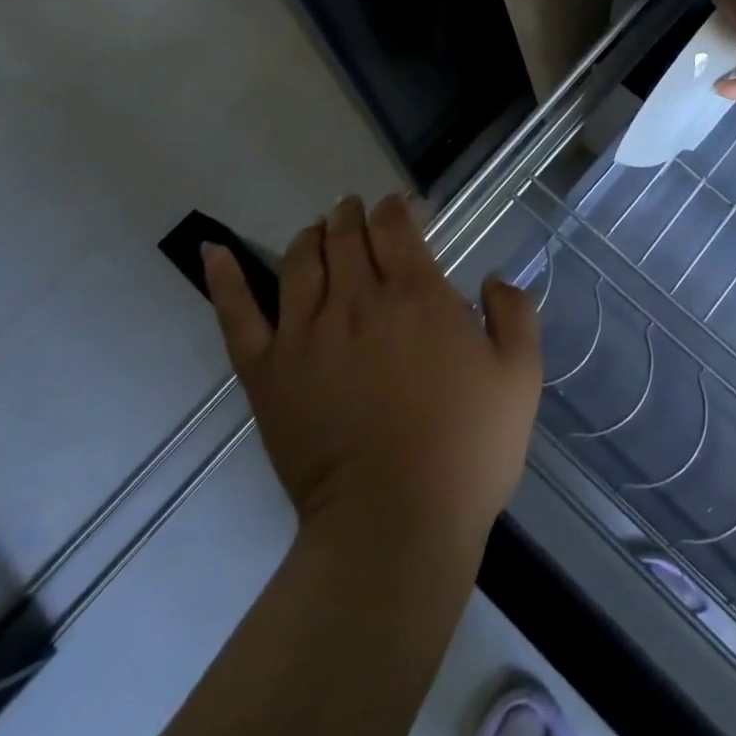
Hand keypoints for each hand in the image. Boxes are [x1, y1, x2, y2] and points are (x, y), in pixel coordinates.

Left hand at [203, 195, 541, 555]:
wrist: (394, 527)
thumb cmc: (466, 451)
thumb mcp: (520, 377)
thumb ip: (514, 314)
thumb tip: (491, 279)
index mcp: (416, 294)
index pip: (393, 227)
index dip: (394, 209)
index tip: (400, 209)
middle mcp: (357, 300)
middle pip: (345, 235)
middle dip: (352, 215)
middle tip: (357, 212)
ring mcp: (305, 334)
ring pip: (300, 261)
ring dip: (312, 236)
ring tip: (319, 232)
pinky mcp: (268, 373)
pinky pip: (238, 315)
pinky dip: (224, 278)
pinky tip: (214, 251)